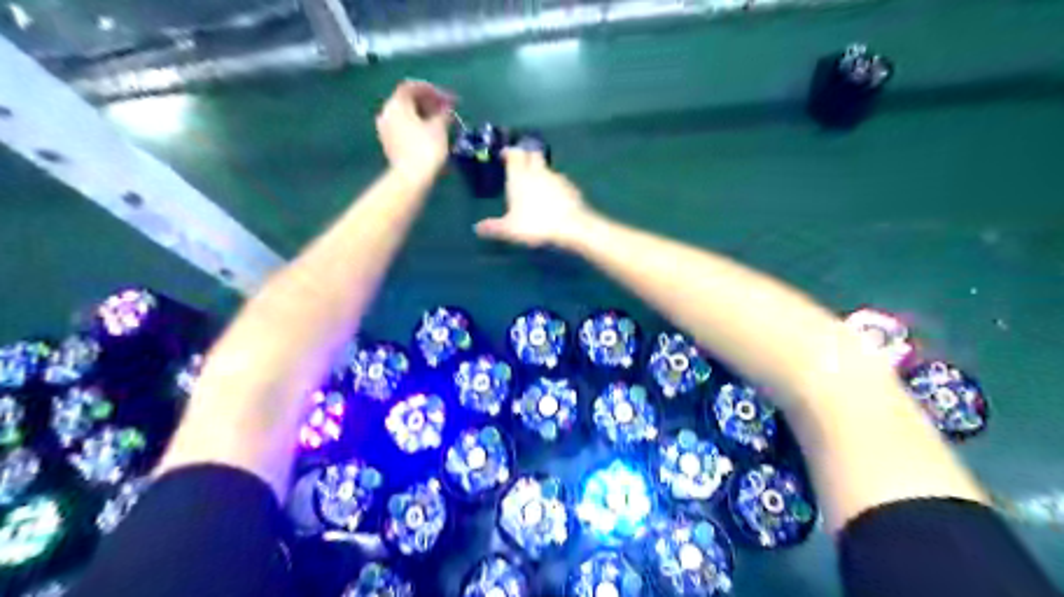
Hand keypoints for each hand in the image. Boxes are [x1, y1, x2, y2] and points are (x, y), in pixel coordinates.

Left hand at [375, 83, 455, 179]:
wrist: (411, 177)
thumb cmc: (426, 147)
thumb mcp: (439, 127)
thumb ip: (443, 113)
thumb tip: (446, 109)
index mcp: (396, 104)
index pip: (413, 87)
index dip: (432, 90)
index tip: (448, 99)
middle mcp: (386, 113)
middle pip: (407, 101)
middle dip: (428, 103)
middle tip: (446, 111)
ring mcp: (385, 130)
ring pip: (405, 116)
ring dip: (423, 116)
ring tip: (440, 124)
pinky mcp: (389, 144)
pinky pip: (403, 128)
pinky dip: (416, 127)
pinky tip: (430, 135)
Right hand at [471, 147, 590, 247]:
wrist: (572, 226)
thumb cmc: (536, 224)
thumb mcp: (510, 229)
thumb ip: (493, 227)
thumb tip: (477, 228)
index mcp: (520, 176)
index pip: (514, 153)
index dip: (509, 152)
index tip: (505, 155)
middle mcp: (538, 171)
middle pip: (532, 154)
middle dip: (526, 156)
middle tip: (520, 165)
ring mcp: (557, 177)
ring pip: (546, 168)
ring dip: (540, 171)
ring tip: (535, 185)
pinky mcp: (570, 187)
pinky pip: (559, 181)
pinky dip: (553, 185)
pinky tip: (552, 198)